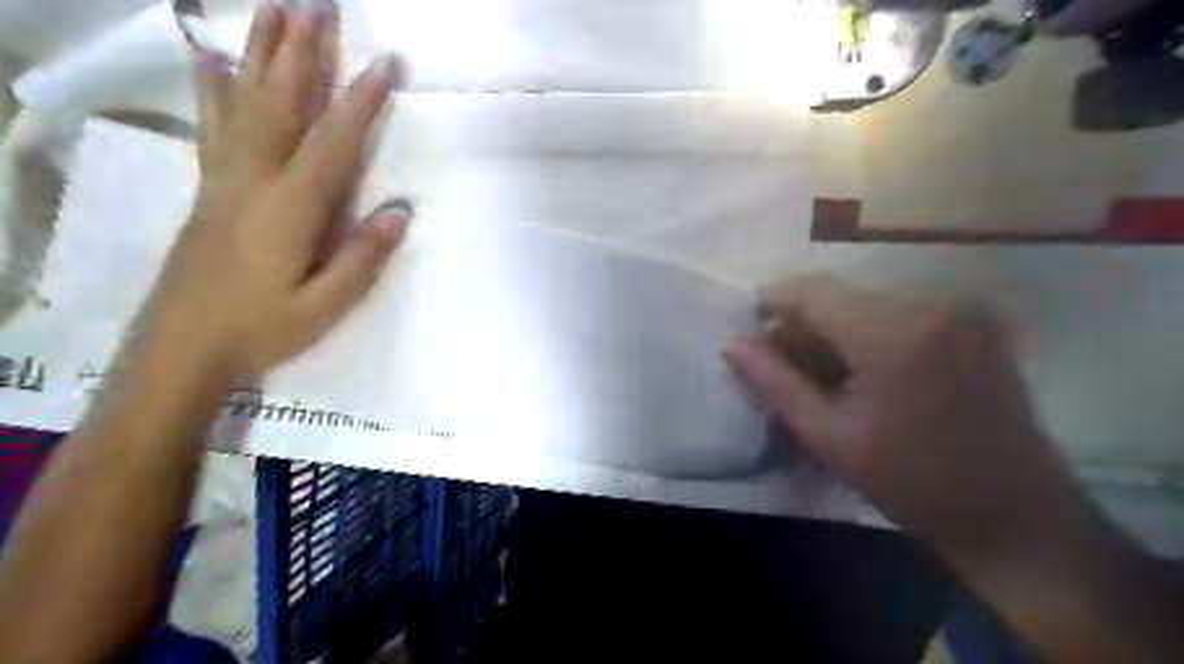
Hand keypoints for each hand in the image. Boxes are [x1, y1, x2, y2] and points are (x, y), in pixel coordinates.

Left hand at [145, 4, 405, 375]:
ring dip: (263, 53)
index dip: (361, 101)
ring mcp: (225, 177)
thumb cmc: (262, 328)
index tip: (386, 62)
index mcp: (290, 209)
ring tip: (275, 9)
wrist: (183, 345)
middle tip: (320, 6)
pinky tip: (212, 57)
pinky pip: (212, 123)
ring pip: (245, 101)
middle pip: (282, 103)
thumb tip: (401, 212)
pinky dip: (213, 85)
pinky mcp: (209, 184)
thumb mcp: (324, 306)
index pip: (333, 143)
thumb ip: (362, 259)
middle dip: (305, 52)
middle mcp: (254, 179)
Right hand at [727, 276, 1078, 552]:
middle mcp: (931, 305)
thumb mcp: (829, 437)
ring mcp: (961, 309)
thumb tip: (731, 343)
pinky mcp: (975, 321)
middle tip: (782, 363)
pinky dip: (868, 332)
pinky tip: (862, 370)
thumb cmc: (913, 483)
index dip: (772, 302)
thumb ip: (774, 383)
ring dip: (835, 329)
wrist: (1015, 515)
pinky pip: (900, 312)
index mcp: (893, 335)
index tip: (749, 328)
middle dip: (803, 323)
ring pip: (868, 302)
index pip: (812, 292)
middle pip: (841, 296)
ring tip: (821, 373)